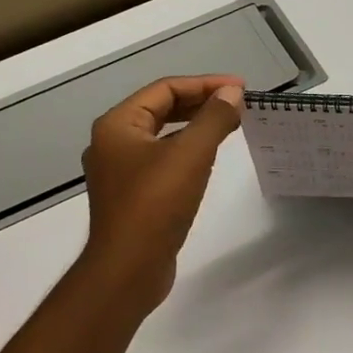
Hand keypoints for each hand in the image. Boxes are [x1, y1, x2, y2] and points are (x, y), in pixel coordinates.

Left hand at [80, 75, 244, 312]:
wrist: (128, 269)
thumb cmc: (155, 205)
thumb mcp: (190, 155)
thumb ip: (213, 118)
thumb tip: (232, 93)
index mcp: (117, 125)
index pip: (165, 89)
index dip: (205, 83)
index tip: (240, 88)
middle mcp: (112, 143)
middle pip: (160, 109)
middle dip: (200, 103)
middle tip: (237, 104)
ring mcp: (119, 172)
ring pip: (161, 136)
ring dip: (194, 126)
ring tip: (228, 125)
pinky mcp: (131, 196)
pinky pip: (161, 161)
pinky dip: (185, 152)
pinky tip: (207, 159)